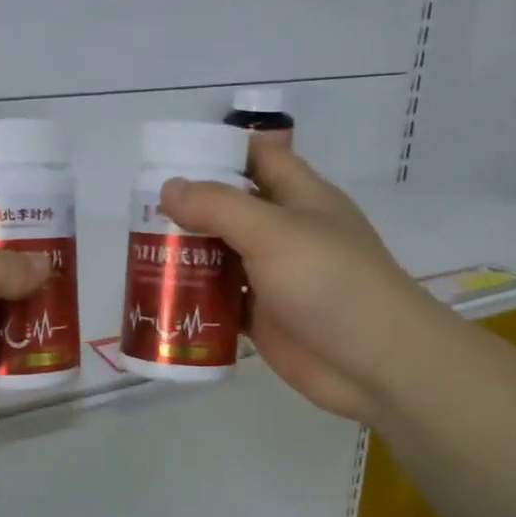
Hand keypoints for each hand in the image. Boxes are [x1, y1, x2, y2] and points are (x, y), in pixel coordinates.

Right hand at [158, 145, 439, 423]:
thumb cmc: (329, 282)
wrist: (376, 364)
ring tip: (140, 253)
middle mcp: (286, 231)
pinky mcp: (264, 316)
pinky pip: (221, 300)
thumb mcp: (272, 231)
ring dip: (187, 255)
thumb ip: (218, 206)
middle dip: (189, 208)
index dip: (218, 152)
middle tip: (140, 212)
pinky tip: (161, 297)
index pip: (256, 157)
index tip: (171, 159)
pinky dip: (195, 298)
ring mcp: (275, 276)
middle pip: (230, 208)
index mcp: (299, 196)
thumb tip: (168, 189)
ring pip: (222, 255)